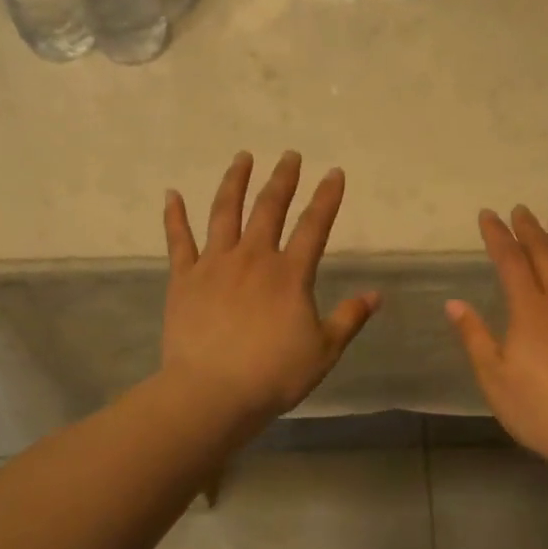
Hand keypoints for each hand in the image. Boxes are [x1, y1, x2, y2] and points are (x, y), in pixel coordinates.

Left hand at [162, 151, 379, 430]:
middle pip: (269, 208)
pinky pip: (178, 241)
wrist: (212, 393)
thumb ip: (349, 318)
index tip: (335, 173)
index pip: (314, 226)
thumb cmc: (273, 374)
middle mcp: (253, 258)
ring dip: (234, 182)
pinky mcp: (183, 279)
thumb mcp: (323, 351)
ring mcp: (214, 265)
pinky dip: (174, 216)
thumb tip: (376, 295)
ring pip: (225, 212)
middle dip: (283, 179)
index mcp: (290, 274)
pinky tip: (171, 194)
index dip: (327, 198)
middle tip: (290, 155)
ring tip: (242, 158)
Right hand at [446, 207, 547, 458]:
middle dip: (530, 229)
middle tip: (521, 211)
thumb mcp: (494, 377)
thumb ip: (474, 336)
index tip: (488, 215)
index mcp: (530, 309)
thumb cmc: (538, 408)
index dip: (498, 235)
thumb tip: (454, 303)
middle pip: (546, 252)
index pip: (511, 260)